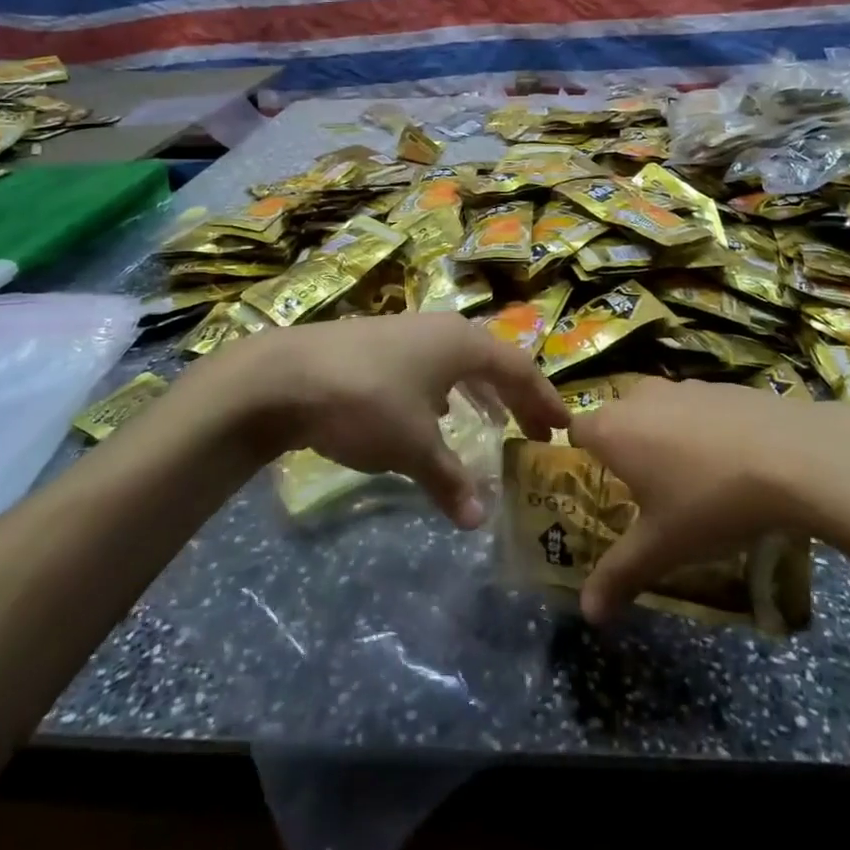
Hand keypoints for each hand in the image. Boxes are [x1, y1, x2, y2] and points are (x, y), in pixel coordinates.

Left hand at [210, 313, 568, 527]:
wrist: (285, 375)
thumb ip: (449, 480)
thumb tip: (478, 520)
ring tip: (493, 420)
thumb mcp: (412, 447)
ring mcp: (408, 332)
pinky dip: (447, 388)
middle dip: (516, 397)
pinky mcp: (379, 343)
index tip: (564, 427)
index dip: (544, 399)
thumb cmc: (366, 402)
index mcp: (463, 344)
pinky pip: (431, 365)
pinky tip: (436, 411)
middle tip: (535, 430)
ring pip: (459, 361)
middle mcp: (442, 329)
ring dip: (481, 391)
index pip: (519, 370)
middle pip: (493, 362)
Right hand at [569, 379, 849, 622]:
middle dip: (625, 449)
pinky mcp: (722, 386)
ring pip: (659, 410)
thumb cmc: (711, 502)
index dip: (581, 455)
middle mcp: (640, 397)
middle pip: (618, 418)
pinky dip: (702, 428)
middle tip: (645, 491)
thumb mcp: (663, 547)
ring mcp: (684, 386)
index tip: (598, 485)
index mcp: (613, 429)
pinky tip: (731, 461)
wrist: (794, 456)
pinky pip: (697, 407)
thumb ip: (619, 575)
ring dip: (664, 436)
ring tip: (692, 479)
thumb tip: (588, 614)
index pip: (577, 430)